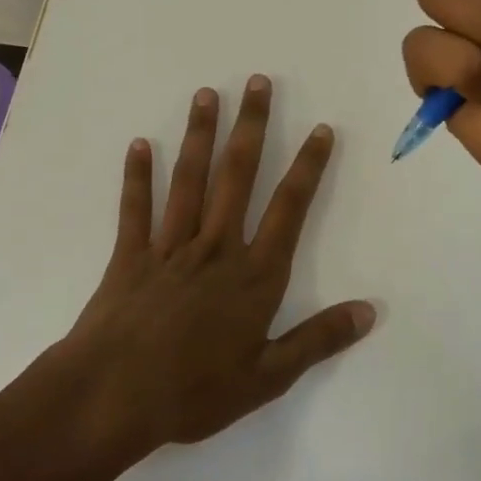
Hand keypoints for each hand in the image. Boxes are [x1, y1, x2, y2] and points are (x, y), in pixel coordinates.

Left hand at [61, 76, 374, 451]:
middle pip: (237, 176)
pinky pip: (135, 209)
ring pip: (189, 181)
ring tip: (207, 95)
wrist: (111, 398)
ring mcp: (169, 248)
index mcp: (253, 275)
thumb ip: (318, 340)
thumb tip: (369, 311)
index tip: (321, 129)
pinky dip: (136, 177)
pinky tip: (139, 144)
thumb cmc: (194, 392)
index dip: (308, 167)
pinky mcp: (129, 257)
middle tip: (258, 82)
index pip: (289, 209)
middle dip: (252, 127)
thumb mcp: (268, 378)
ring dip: (200, 136)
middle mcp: (215, 248)